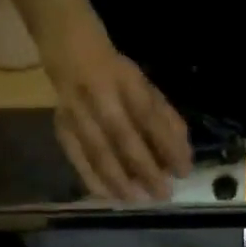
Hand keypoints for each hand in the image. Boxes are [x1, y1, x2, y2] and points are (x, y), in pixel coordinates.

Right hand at [43, 9, 191, 201]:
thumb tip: (183, 156)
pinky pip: (77, 158)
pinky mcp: (62, 127)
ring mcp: (76, 111)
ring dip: (120, 181)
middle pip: (122, 137)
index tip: (183, 171)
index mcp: (124, 79)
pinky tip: (111, 197)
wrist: (66, 46)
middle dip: (145, 169)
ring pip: (98, 152)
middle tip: (162, 194)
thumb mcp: (144, 86)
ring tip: (138, 200)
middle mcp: (98, 94)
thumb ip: (165, 119)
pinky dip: (94, 180)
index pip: (149, 115)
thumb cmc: (115, 75)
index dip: (168, 145)